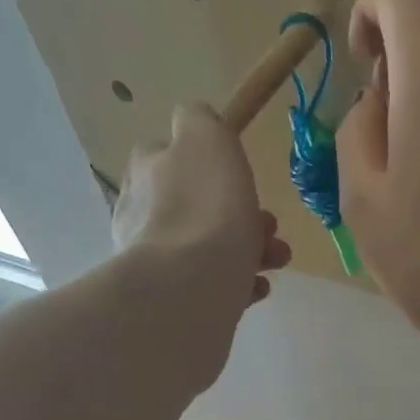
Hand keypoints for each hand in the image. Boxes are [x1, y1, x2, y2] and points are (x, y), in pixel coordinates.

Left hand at [111, 104, 290, 385]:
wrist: (191, 288)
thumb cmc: (207, 208)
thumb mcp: (206, 137)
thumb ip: (199, 119)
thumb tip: (193, 121)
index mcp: (146, 171)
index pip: (173, 156)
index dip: (214, 166)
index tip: (245, 180)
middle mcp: (142, 214)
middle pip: (199, 207)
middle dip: (242, 215)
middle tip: (271, 226)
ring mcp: (155, 262)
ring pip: (209, 248)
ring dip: (249, 250)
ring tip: (277, 261)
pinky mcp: (172, 300)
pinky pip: (211, 286)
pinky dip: (237, 285)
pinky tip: (257, 289)